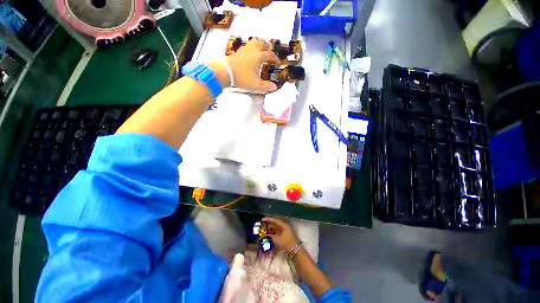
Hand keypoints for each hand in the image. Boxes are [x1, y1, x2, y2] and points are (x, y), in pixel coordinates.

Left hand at [211, 38, 280, 92]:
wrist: (225, 72)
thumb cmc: (241, 78)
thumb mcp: (255, 84)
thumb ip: (266, 86)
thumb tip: (275, 87)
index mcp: (258, 56)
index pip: (270, 55)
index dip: (275, 59)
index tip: (278, 63)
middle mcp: (252, 50)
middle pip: (262, 43)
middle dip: (268, 48)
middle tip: (270, 54)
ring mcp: (244, 49)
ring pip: (254, 42)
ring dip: (259, 45)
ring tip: (261, 51)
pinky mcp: (238, 52)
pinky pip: (247, 45)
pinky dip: (252, 47)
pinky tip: (250, 55)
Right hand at [262, 217, 298, 251]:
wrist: (295, 250)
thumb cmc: (286, 243)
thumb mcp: (277, 240)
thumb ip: (270, 237)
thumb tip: (264, 235)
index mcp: (283, 225)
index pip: (274, 220)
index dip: (268, 219)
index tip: (262, 219)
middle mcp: (284, 226)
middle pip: (275, 224)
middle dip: (268, 225)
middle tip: (262, 226)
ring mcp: (284, 230)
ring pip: (275, 228)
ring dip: (270, 229)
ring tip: (264, 231)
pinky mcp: (284, 235)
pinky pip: (277, 232)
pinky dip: (273, 233)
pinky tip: (269, 235)